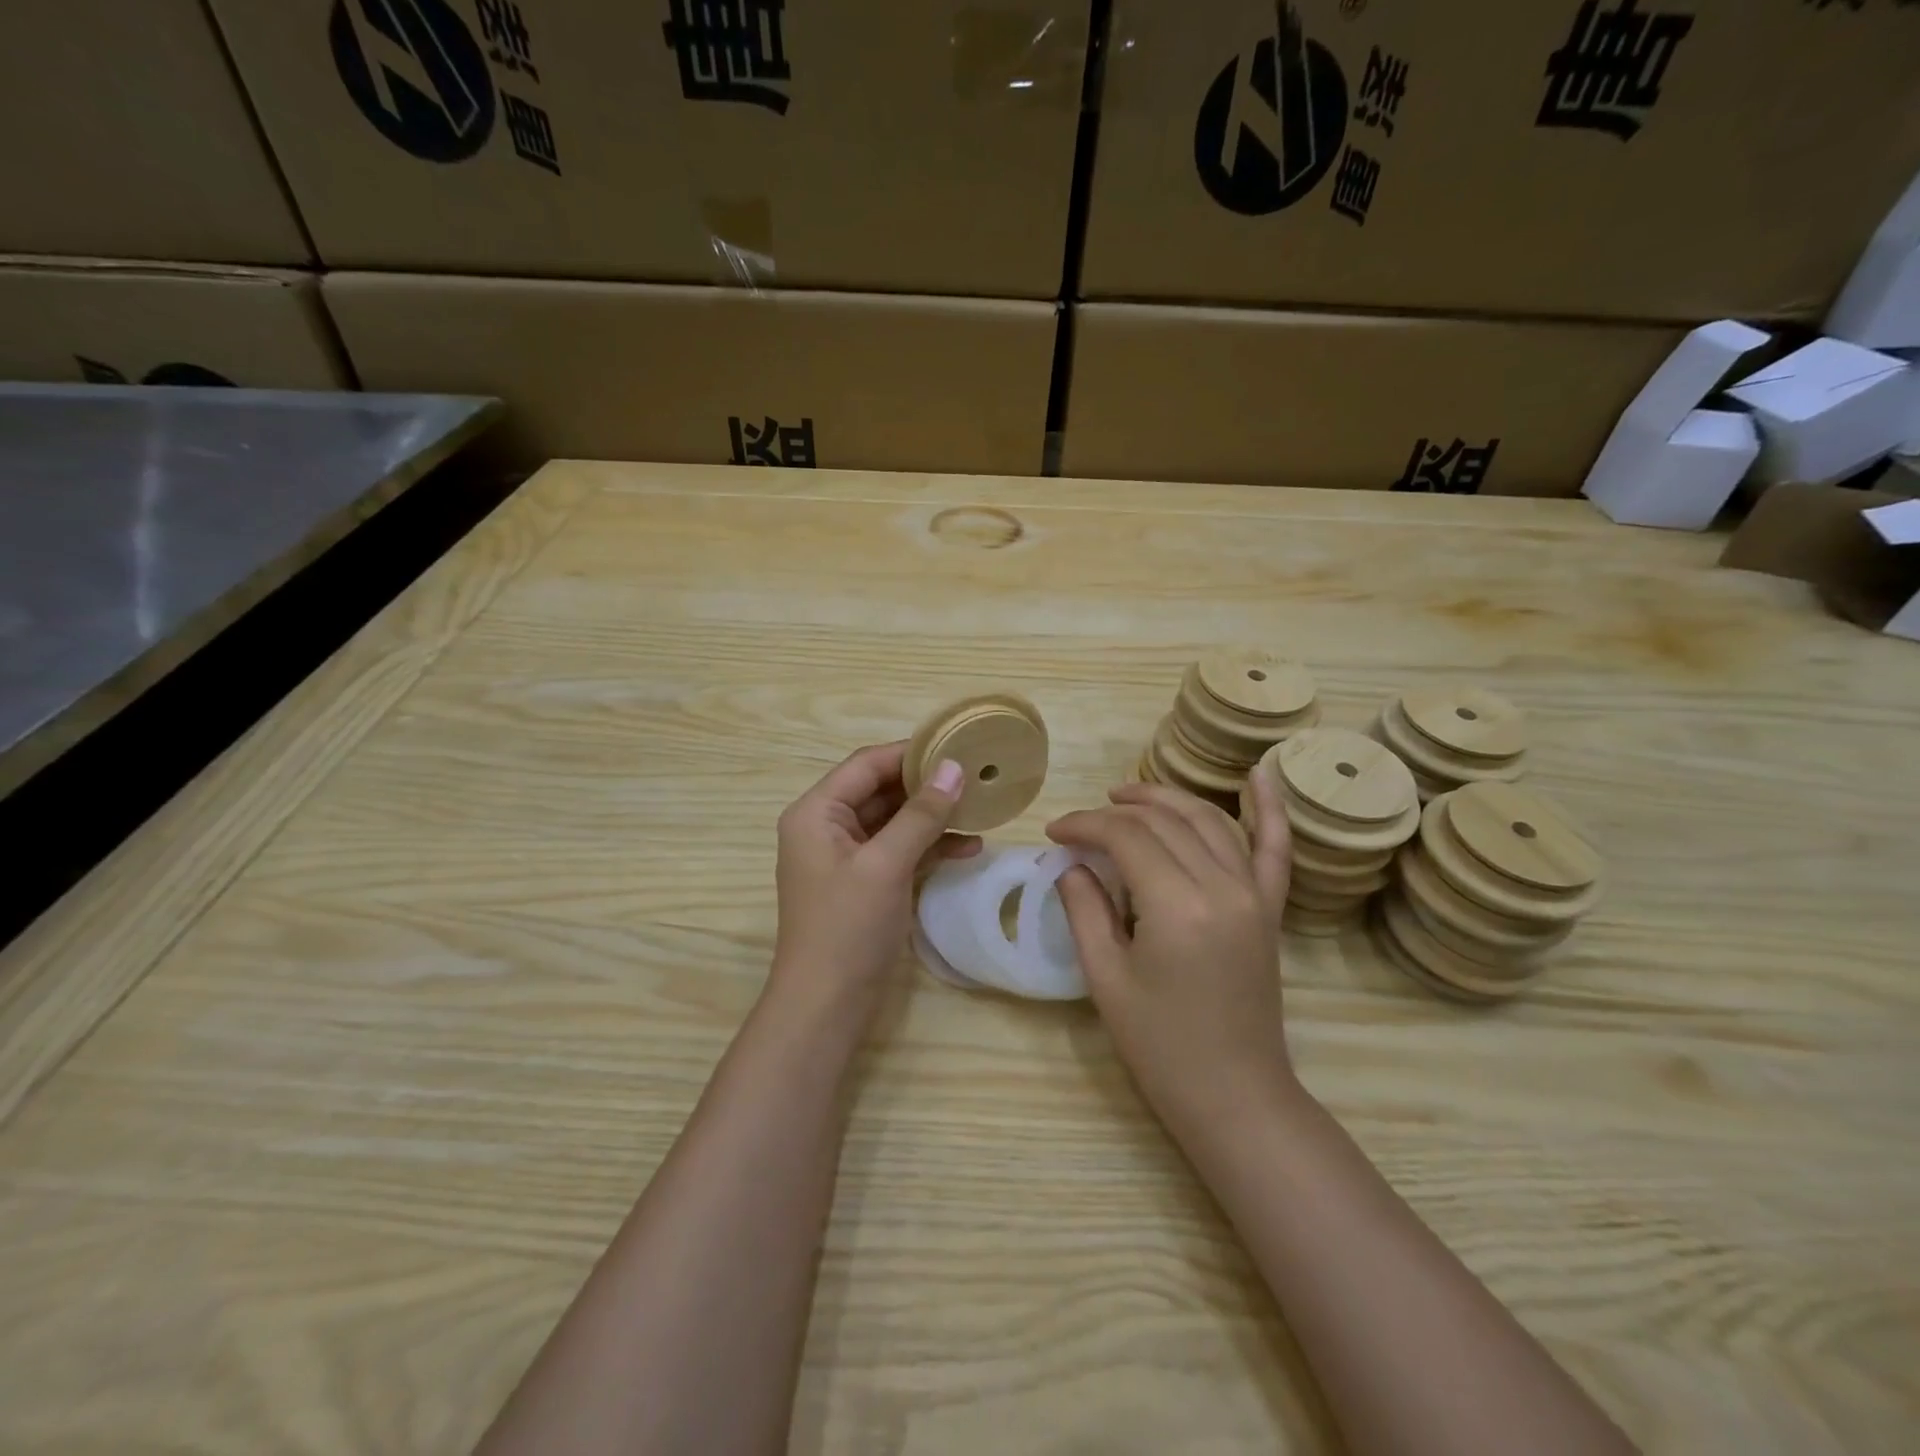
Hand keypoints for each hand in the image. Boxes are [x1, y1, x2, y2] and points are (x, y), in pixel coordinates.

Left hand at [770, 742, 980, 1016]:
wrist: (826, 1006)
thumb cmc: (848, 928)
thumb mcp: (886, 864)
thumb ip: (921, 814)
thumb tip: (954, 767)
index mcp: (816, 812)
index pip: (866, 765)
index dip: (911, 753)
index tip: (957, 747)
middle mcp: (826, 826)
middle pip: (881, 790)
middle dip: (927, 785)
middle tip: (976, 776)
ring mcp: (846, 856)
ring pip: (894, 821)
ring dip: (933, 817)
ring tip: (980, 810)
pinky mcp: (865, 882)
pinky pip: (899, 850)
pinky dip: (929, 847)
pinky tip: (969, 848)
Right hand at [1046, 774, 1294, 1132]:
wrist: (1233, 1095)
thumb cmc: (1160, 1046)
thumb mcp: (1106, 978)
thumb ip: (1085, 909)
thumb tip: (1071, 864)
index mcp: (1177, 906)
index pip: (1125, 837)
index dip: (1084, 825)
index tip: (1054, 832)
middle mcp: (1222, 886)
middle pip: (1164, 821)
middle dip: (1115, 811)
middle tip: (1081, 822)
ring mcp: (1254, 894)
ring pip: (1208, 820)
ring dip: (1166, 798)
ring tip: (1126, 795)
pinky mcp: (1270, 907)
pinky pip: (1275, 847)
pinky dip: (1269, 807)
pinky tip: (1260, 773)